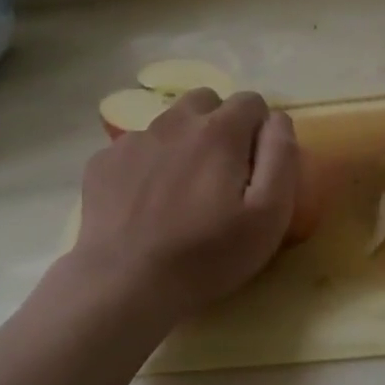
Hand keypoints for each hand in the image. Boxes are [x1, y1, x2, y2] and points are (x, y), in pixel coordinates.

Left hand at [70, 88, 297, 318]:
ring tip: (182, 190)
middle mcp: (174, 122)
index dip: (260, 129)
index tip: (256, 167)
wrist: (125, 284)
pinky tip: (146, 204)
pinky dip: (147, 165)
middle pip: (206, 102)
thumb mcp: (269, 215)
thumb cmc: (207, 254)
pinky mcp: (102, 163)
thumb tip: (277, 120)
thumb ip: (281, 157)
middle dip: (221, 125)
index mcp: (219, 131)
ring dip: (183, 143)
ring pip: (168, 123)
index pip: (251, 101)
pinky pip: (135, 149)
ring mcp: (133, 141)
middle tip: (221, 172)